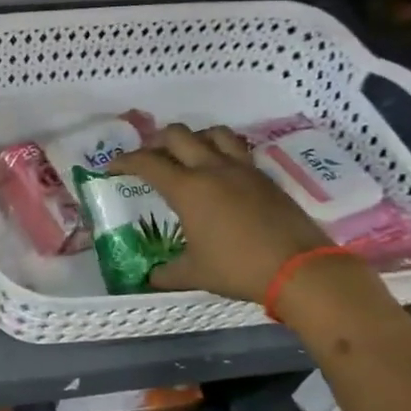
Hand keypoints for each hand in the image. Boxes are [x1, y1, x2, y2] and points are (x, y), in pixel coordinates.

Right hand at [107, 124, 332, 302]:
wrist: (299, 268)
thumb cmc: (238, 268)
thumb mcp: (194, 274)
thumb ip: (167, 273)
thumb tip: (150, 278)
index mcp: (188, 189)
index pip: (147, 162)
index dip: (124, 161)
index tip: (111, 167)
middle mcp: (212, 169)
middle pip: (178, 135)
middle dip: (157, 142)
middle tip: (149, 158)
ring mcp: (243, 169)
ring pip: (213, 133)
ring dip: (194, 138)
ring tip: (188, 156)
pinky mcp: (265, 177)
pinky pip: (238, 149)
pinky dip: (221, 151)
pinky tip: (220, 173)